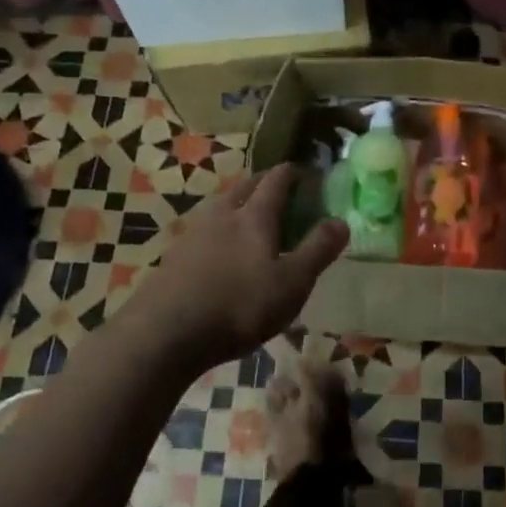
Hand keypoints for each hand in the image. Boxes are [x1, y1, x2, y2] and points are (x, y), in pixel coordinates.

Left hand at [118, 166, 348, 369]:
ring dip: (239, 205)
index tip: (306, 172)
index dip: (293, 173)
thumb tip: (341, 221)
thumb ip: (318, 251)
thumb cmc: (238, 306)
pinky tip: (221, 251)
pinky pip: (204, 230)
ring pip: (221, 206)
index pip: (276, 180)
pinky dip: (219, 231)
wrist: (164, 334)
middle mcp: (222, 214)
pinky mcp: (174, 256)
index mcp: (254, 216)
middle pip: (245, 186)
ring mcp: (193, 233)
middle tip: (281, 192)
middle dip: (264, 183)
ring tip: (252, 220)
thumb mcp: (291, 283)